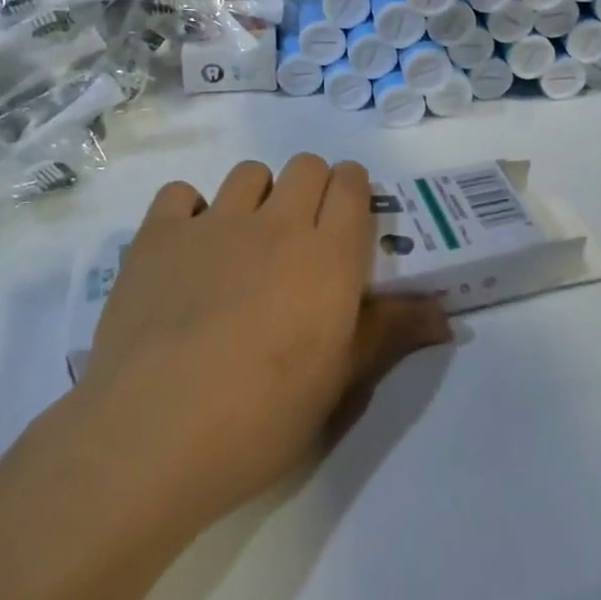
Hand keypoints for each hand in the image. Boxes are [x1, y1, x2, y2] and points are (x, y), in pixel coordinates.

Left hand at [79, 156, 451, 529]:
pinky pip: (180, 193)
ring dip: (255, 197)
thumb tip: (446, 314)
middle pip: (306, 165)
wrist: (154, 434)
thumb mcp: (338, 384)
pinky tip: (185, 251)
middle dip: (310, 187)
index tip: (346, 217)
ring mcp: (213, 223)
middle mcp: (275, 223)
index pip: (351, 184)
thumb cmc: (261, 419)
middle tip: (299, 235)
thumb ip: (390, 333)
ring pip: (248, 173)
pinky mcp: (159, 235)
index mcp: (327, 256)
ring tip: (242, 244)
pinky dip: (187, 211)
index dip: (352, 189)